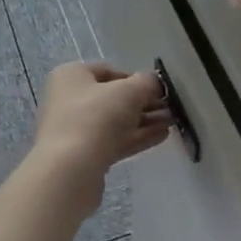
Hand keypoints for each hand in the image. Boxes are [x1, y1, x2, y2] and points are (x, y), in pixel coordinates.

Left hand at [27, 62, 171, 205]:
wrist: (70, 170)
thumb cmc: (95, 117)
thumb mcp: (128, 91)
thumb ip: (145, 83)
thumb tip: (153, 83)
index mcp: (71, 76)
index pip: (108, 71)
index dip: (135, 77)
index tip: (158, 88)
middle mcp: (69, 99)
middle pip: (112, 97)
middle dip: (143, 102)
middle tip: (169, 107)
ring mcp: (75, 129)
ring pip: (115, 121)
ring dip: (144, 120)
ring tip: (172, 121)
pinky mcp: (84, 155)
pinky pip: (114, 140)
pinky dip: (137, 137)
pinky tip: (162, 136)